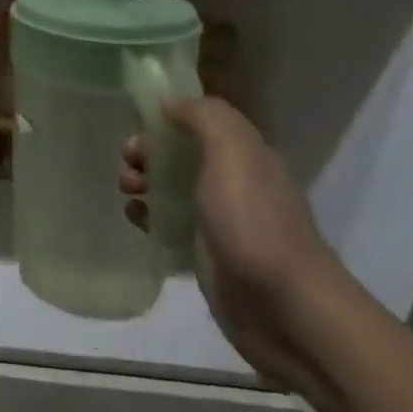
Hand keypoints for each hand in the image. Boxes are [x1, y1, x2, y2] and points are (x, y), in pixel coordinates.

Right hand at [121, 96, 350, 390]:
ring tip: (128, 193)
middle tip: (129, 165)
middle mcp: (233, 182)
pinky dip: (148, 216)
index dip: (167, 119)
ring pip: (170, 188)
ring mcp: (219, 220)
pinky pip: (168, 224)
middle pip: (180, 154)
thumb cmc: (254, 222)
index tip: (138, 127)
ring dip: (142, 182)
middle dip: (148, 152)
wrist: (284, 309)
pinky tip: (137, 220)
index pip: (201, 122)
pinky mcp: (205, 254)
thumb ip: (204, 117)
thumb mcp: (233, 153)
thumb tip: (169, 103)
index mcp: (245, 155)